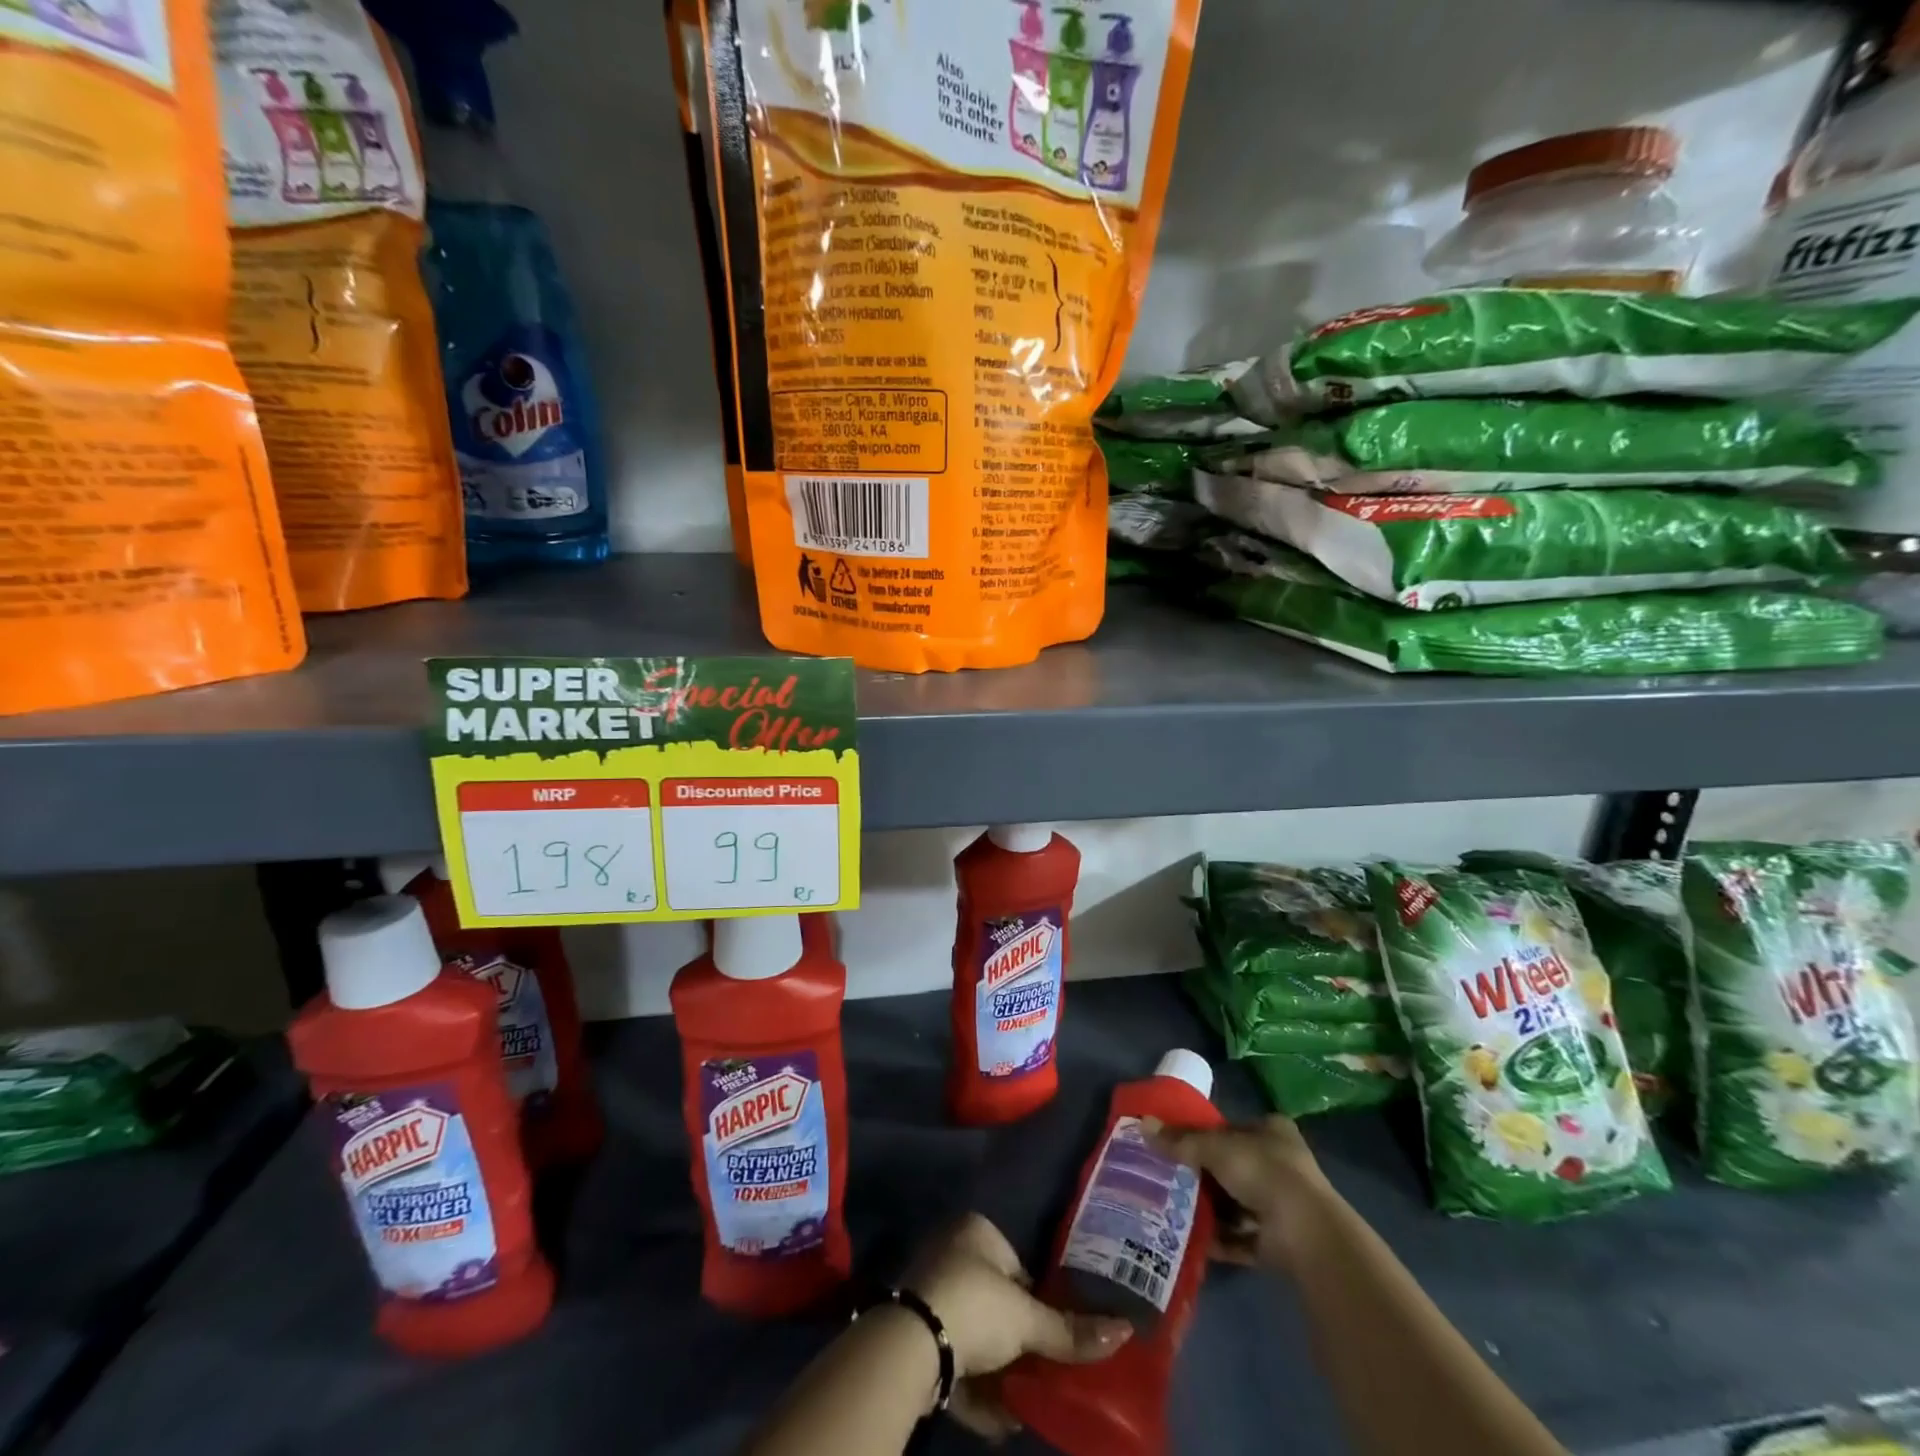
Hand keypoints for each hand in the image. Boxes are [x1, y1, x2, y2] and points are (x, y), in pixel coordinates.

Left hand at [904, 1213, 1131, 1439]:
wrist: (912, 1343)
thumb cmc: (976, 1306)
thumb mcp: (1028, 1319)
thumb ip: (1070, 1330)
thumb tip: (1123, 1331)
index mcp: (976, 1231)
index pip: (1017, 1264)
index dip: (1036, 1299)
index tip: (1052, 1333)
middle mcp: (950, 1252)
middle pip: (994, 1300)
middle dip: (1017, 1339)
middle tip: (1043, 1370)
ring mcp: (930, 1292)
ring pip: (973, 1334)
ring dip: (998, 1369)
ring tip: (1026, 1400)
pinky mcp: (916, 1334)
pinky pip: (954, 1362)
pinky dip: (976, 1389)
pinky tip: (999, 1418)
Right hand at [1143, 1113, 1338, 1273]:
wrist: (1306, 1233)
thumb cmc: (1263, 1172)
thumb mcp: (1214, 1148)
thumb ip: (1181, 1140)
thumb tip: (1143, 1124)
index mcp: (1271, 1131)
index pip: (1232, 1128)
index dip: (1205, 1135)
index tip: (1177, 1145)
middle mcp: (1281, 1164)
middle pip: (1232, 1166)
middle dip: (1204, 1176)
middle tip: (1170, 1178)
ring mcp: (1283, 1206)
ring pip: (1236, 1203)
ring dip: (1210, 1210)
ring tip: (1174, 1210)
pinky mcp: (1279, 1242)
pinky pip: (1241, 1237)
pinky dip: (1220, 1239)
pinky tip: (1192, 1240)